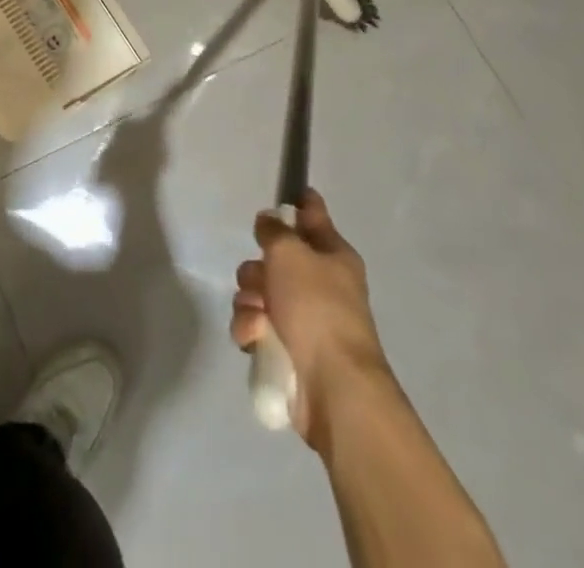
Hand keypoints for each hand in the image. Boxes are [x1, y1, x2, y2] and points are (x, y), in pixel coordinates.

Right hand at [231, 188, 388, 447]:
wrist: (333, 388)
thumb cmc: (317, 308)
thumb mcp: (290, 252)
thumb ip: (273, 230)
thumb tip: (268, 220)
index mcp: (333, 256)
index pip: (314, 216)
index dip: (299, 204)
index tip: (285, 195)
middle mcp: (319, 284)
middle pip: (274, 259)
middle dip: (257, 268)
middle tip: (260, 279)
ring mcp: (303, 319)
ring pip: (258, 293)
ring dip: (249, 301)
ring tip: (258, 316)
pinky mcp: (286, 351)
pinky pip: (254, 326)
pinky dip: (250, 330)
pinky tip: (255, 337)